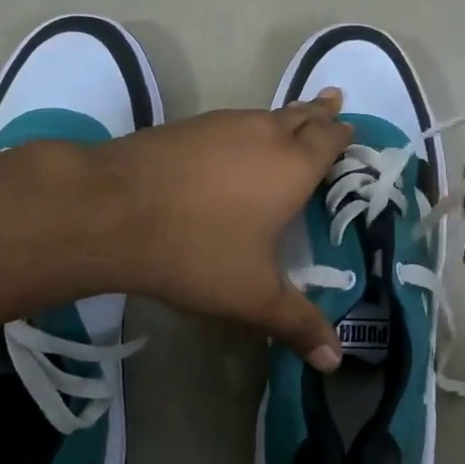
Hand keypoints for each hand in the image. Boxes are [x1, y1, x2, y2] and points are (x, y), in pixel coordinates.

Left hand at [94, 91, 352, 369]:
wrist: (112, 211)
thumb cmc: (197, 251)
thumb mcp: (253, 296)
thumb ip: (297, 324)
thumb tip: (335, 361)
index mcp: (292, 166)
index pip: (330, 140)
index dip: (344, 134)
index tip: (353, 128)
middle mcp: (263, 134)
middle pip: (301, 115)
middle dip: (320, 112)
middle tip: (334, 102)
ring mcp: (221, 125)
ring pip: (264, 115)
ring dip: (283, 118)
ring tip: (291, 123)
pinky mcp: (185, 127)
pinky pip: (230, 123)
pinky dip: (244, 129)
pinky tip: (232, 146)